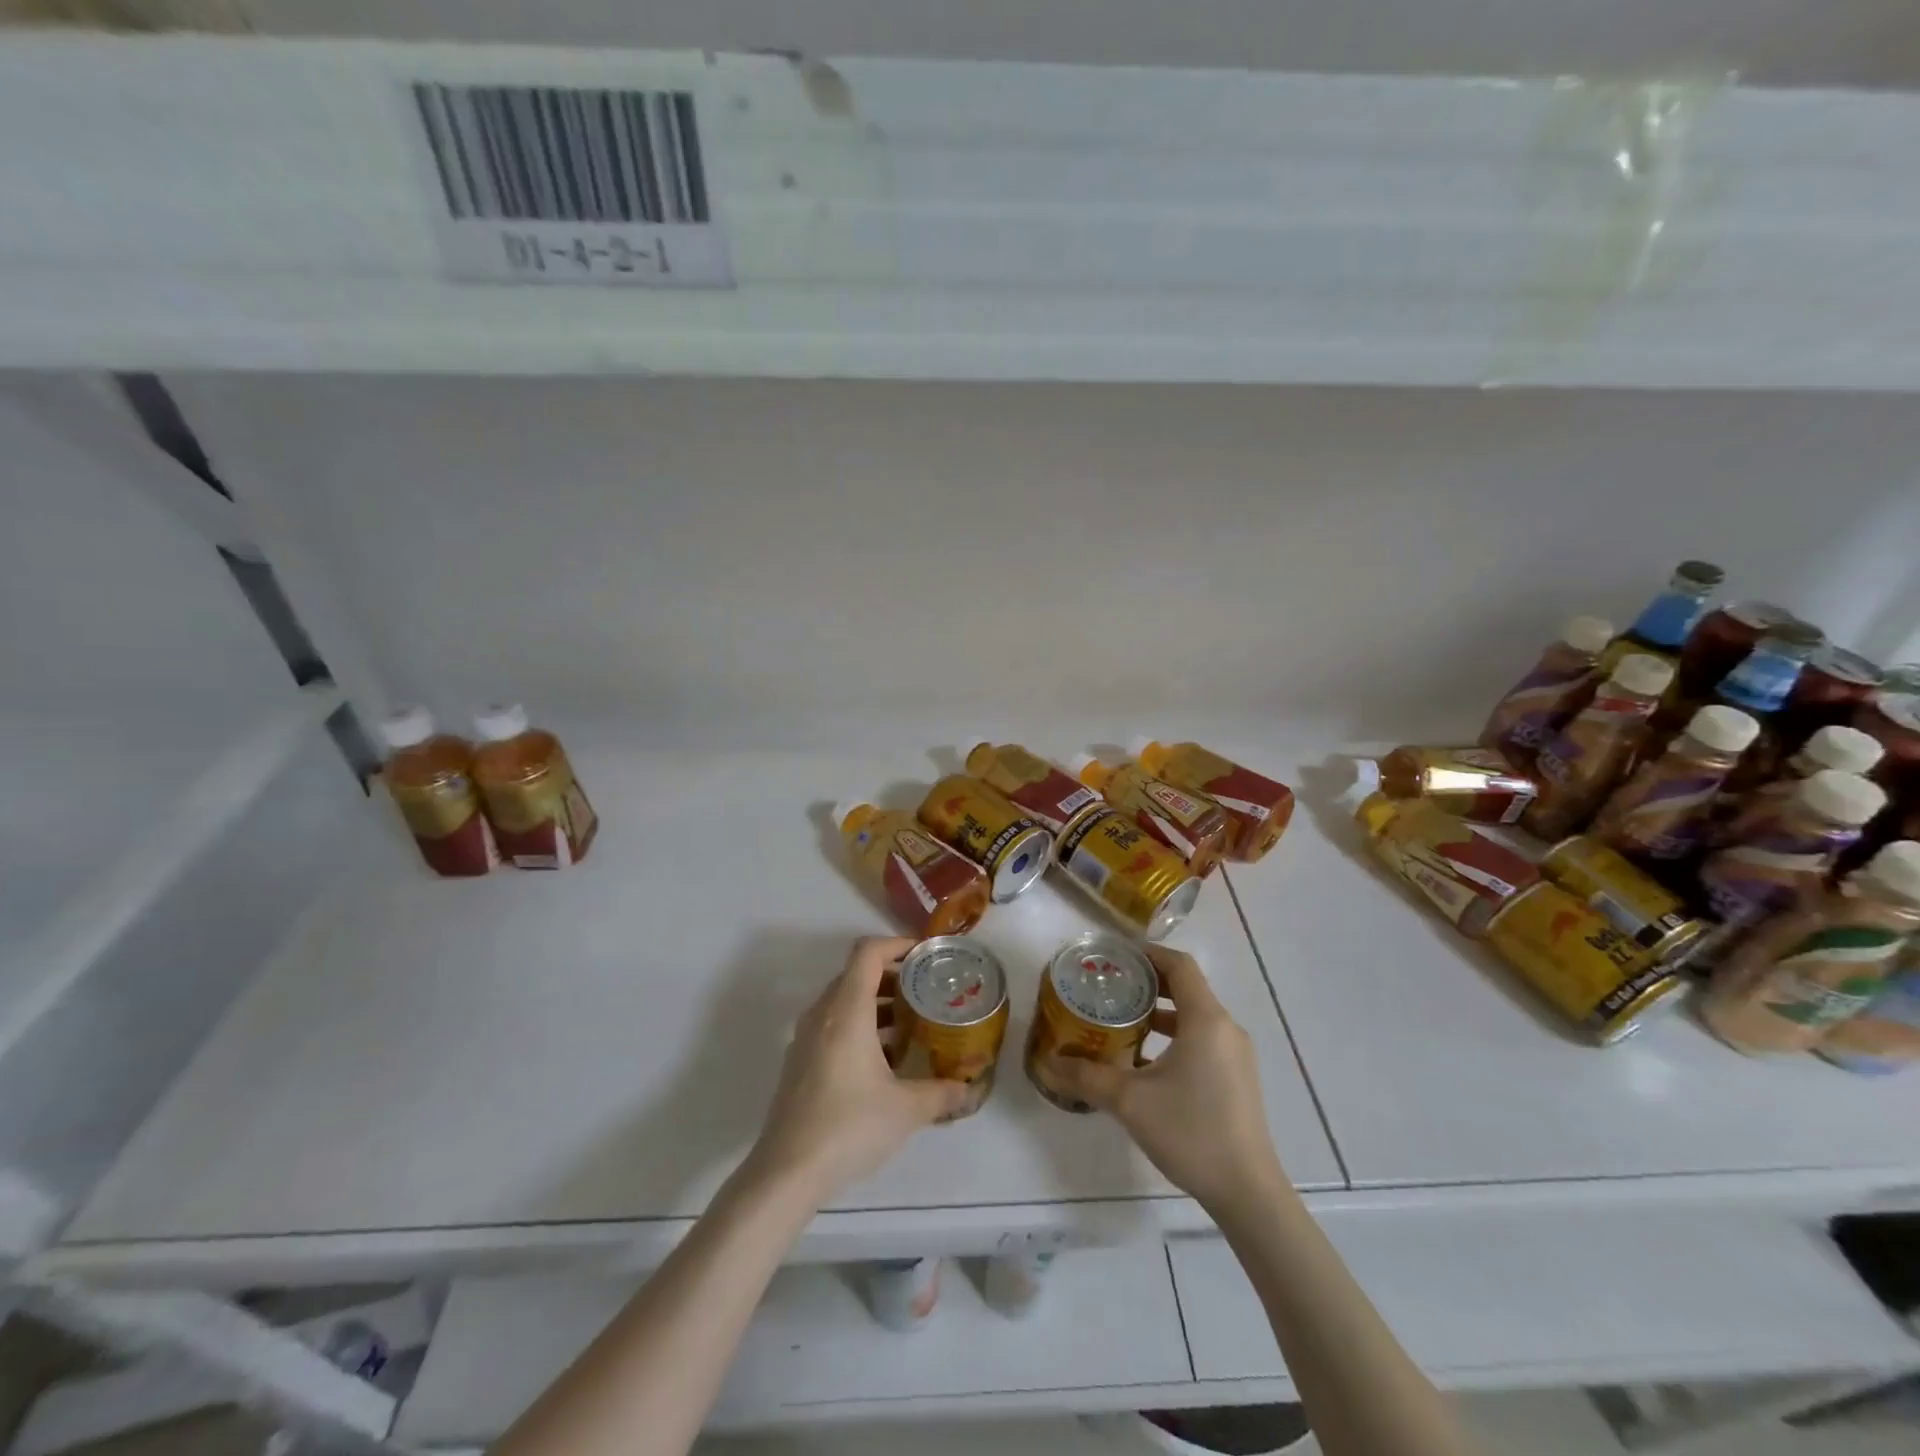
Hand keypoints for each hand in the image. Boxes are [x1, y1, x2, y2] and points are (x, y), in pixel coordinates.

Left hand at [747, 937, 970, 1202]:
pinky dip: (859, 1024)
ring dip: (876, 1002)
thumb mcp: (907, 1110)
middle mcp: (823, 1014)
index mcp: (847, 1011)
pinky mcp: (800, 1061)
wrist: (786, 1172)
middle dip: (893, 975)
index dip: (898, 944)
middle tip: (926, 989)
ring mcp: (806, 1037)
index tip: (926, 954)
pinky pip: (833, 1024)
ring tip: (911, 1023)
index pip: (868, 952)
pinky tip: (883, 1059)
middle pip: (856, 973)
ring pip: (843, 1000)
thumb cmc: (849, 1127)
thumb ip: (943, 1094)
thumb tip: (970, 1090)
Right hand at [1043, 945, 1284, 1213]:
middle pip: (1186, 987)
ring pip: (1194, 1016)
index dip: (1148, 954)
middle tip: (1110, 986)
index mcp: (1206, 1020)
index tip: (1115, 957)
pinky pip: (1203, 1038)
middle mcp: (1225, 1029)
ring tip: (1121, 1020)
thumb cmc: (1191, 1132)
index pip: (1179, 965)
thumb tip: (1048, 1063)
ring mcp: (1235, 1055)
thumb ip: (1086, 1077)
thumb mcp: (1129, 1101)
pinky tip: (1146, 1060)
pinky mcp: (1237, 1078)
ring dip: (1160, 1012)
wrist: (1247, 1192)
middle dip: (1148, 982)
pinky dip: (1174, 1035)